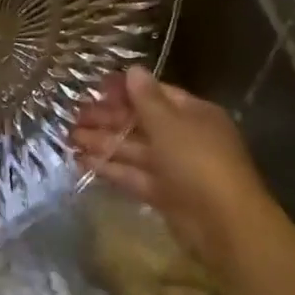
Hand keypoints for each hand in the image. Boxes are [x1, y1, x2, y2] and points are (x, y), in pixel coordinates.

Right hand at [72, 68, 283, 270]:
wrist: (223, 224)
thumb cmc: (198, 162)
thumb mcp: (170, 124)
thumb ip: (147, 99)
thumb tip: (133, 70)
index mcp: (193, 114)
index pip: (156, 94)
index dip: (126, 90)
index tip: (94, 88)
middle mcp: (184, 137)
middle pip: (141, 122)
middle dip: (108, 118)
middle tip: (74, 115)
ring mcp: (174, 168)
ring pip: (134, 149)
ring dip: (103, 142)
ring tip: (70, 137)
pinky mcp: (163, 194)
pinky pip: (133, 175)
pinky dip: (110, 168)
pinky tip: (83, 162)